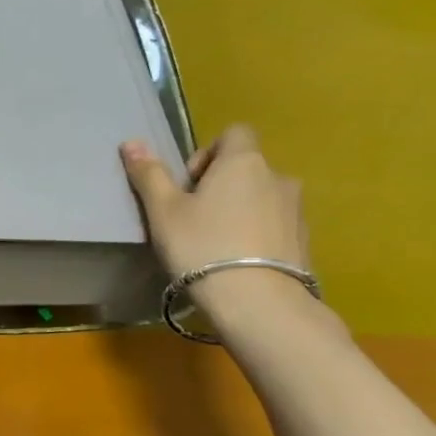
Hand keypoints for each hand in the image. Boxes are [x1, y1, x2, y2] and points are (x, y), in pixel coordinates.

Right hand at [120, 125, 311, 326]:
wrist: (257, 301)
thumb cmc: (202, 246)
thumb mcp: (163, 211)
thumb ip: (149, 175)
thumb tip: (130, 142)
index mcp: (243, 162)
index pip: (234, 133)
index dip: (207, 153)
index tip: (188, 185)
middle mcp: (277, 177)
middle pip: (246, 167)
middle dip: (220, 185)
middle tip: (194, 218)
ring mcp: (296, 209)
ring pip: (261, 197)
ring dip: (240, 209)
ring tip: (216, 243)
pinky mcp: (304, 240)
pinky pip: (275, 224)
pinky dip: (256, 233)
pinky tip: (237, 261)